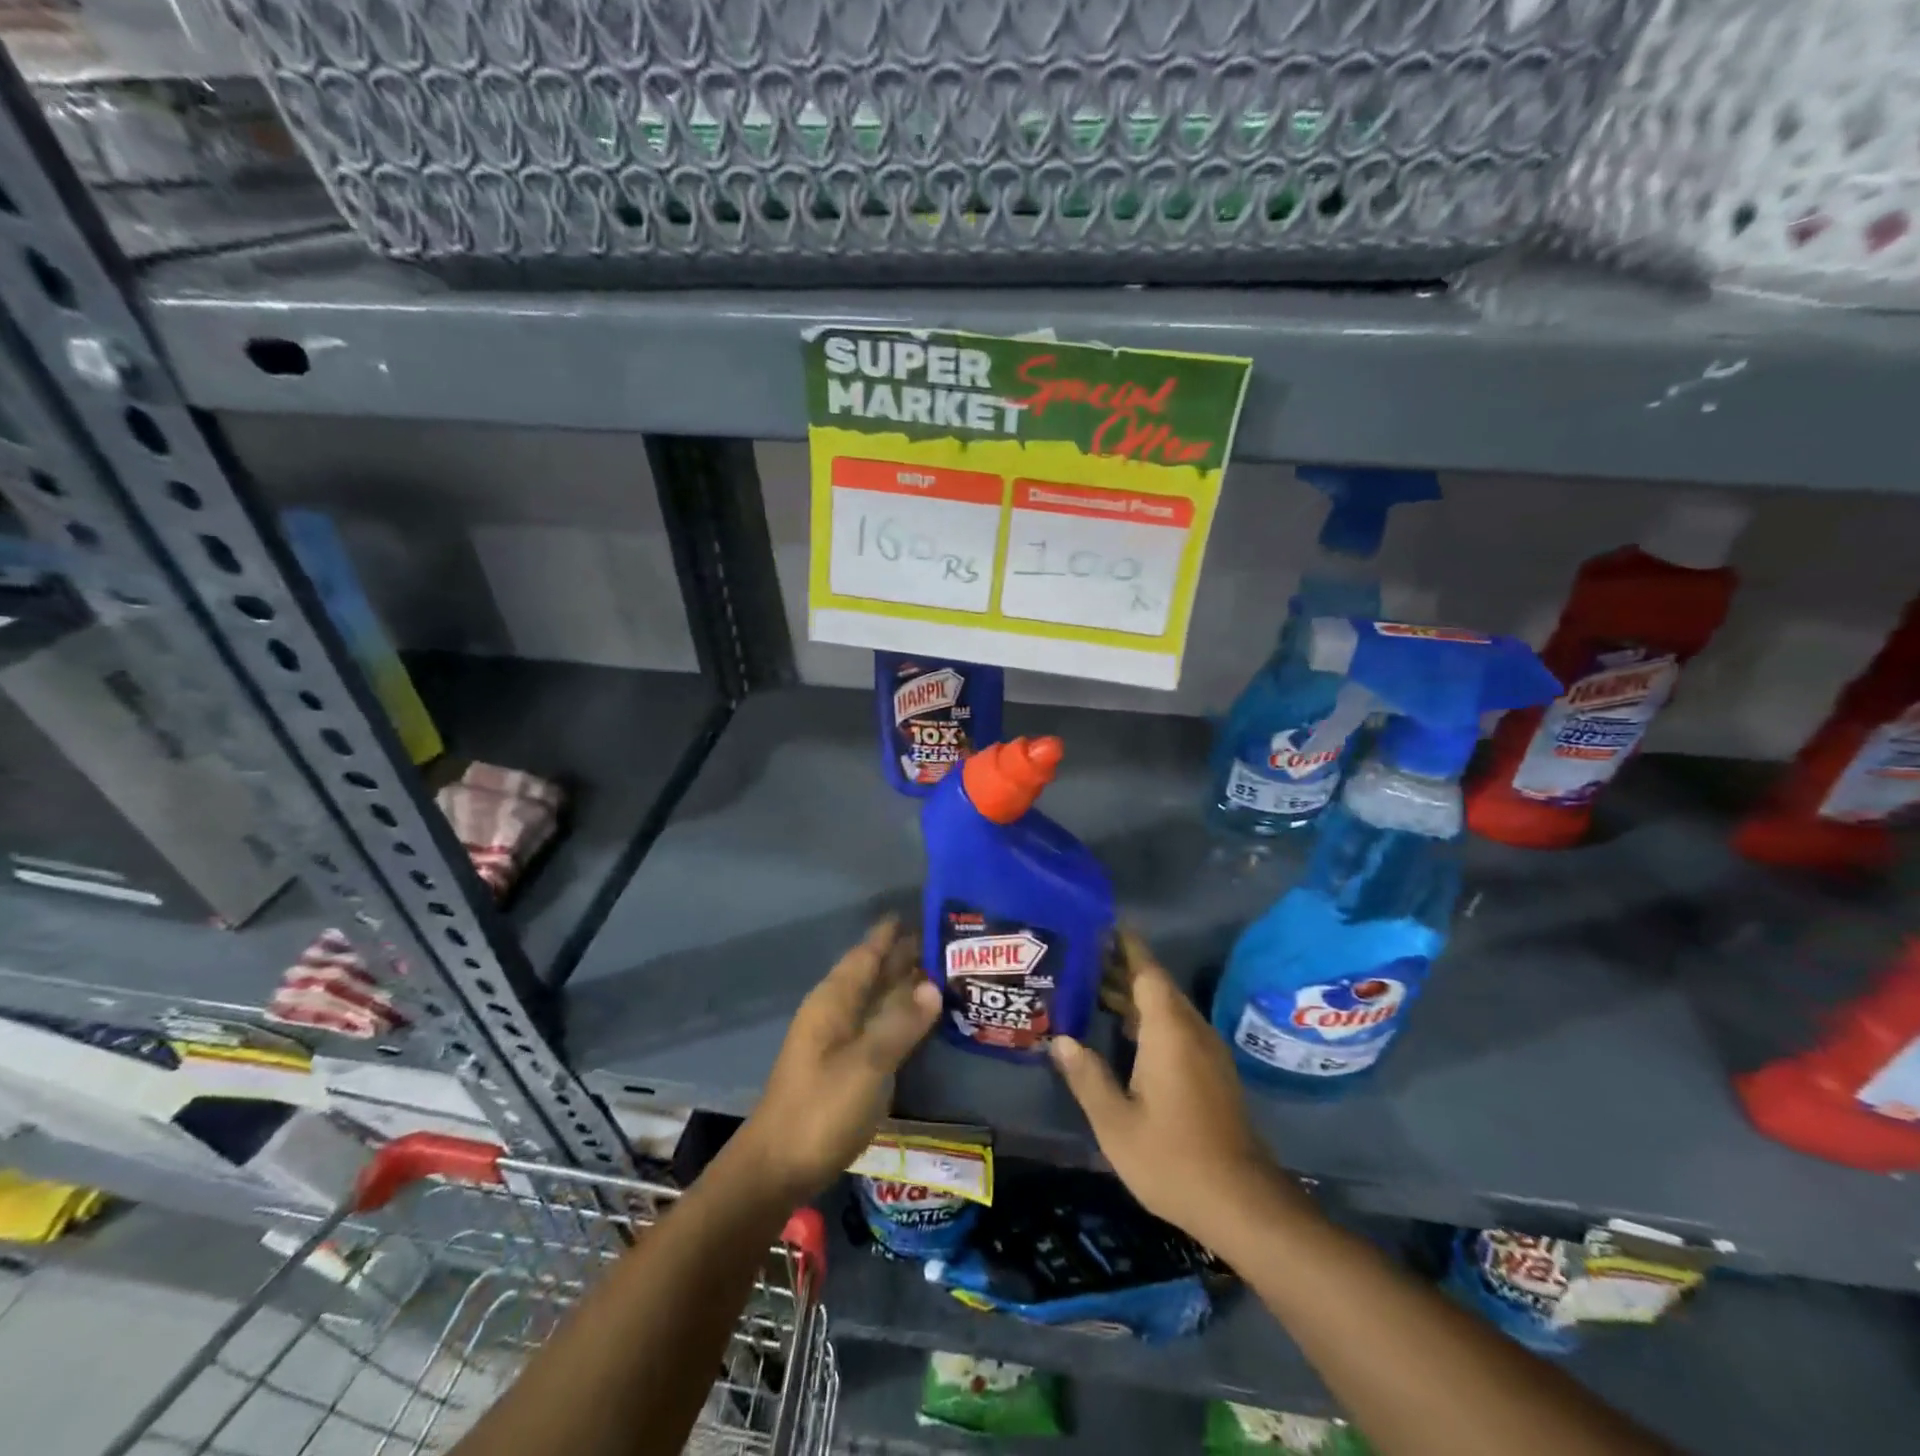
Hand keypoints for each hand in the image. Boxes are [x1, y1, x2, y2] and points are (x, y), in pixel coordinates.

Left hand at [740, 917, 941, 1203]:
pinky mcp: (844, 1068)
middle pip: (872, 974)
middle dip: (903, 956)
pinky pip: (877, 1026)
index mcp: (834, 1001)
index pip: (866, 954)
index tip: (919, 912)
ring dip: (903, 986)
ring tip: (942, 973)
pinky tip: (921, 1020)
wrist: (778, 1168)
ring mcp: (838, 1042)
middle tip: (944, 942)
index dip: (889, 934)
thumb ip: (901, 1023)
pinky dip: (899, 1016)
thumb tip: (934, 985)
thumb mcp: (867, 1064)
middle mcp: (835, 1013)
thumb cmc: (821, 1109)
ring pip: (875, 1001)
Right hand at [1050, 929, 1280, 1245]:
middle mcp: (1191, 1030)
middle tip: (1080, 957)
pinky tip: (1123, 1032)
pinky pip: (1175, 1028)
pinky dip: (1147, 1018)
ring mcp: (1205, 1052)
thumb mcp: (1116, 1122)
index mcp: (1169, 1030)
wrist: (1241, 1204)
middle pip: (1155, 985)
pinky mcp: (1211, 1072)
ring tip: (1092, 988)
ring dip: (1133, 995)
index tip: (1100, 924)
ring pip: (1166, 1007)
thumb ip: (1087, 1076)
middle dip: (1121, 968)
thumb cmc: (1172, 1158)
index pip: (1146, 971)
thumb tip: (1062, 1040)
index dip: (1124, 945)